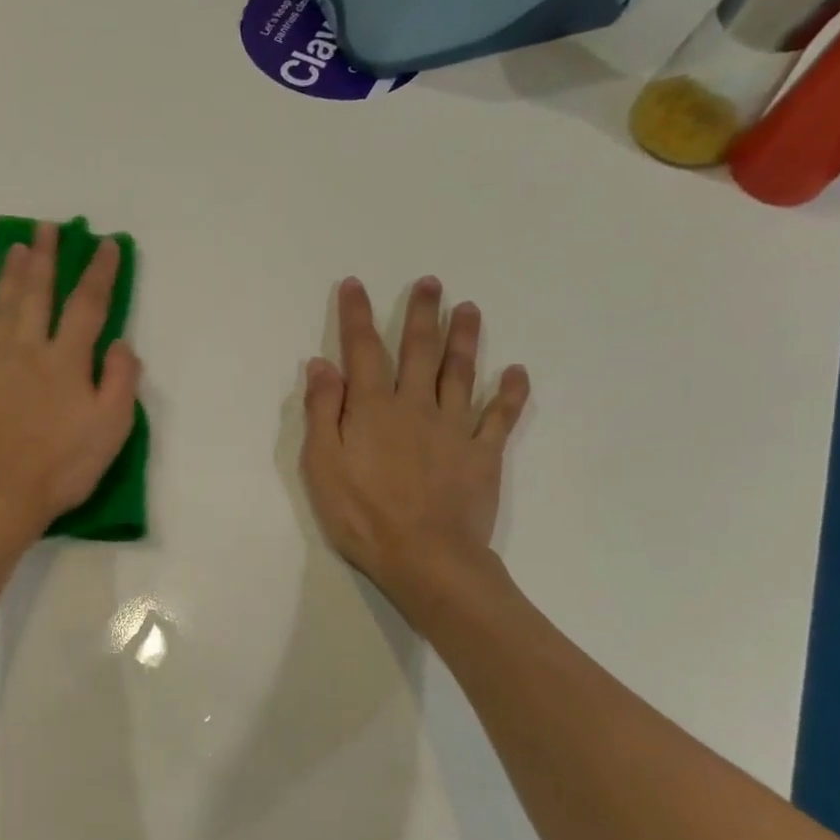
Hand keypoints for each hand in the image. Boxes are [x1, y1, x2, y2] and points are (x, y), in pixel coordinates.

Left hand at [0, 222, 141, 546]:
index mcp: (66, 361)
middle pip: (38, 293)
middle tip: (47, 228)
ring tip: (17, 246)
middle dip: (46, 258)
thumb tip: (120, 342)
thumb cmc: (59, 468)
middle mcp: (27, 349)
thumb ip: (121, 381)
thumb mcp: (111, 431)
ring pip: (0, 305)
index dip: (98, 273)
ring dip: (9, 272)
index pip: (87, 305)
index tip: (104, 246)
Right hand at [301, 276, 528, 618]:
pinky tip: (517, 372)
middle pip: (420, 350)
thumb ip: (323, 412)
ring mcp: (455, 428)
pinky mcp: (483, 454)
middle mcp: (416, 406)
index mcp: (374, 408)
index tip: (355, 285)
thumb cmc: (362, 514)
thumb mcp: (323, 465)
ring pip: (461, 373)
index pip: (363, 351)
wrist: (425, 556)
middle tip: (431, 283)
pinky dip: (511, 393)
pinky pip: (500, 417)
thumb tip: (322, 365)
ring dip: (465, 338)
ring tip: (469, 308)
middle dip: (422, 314)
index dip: (357, 316)